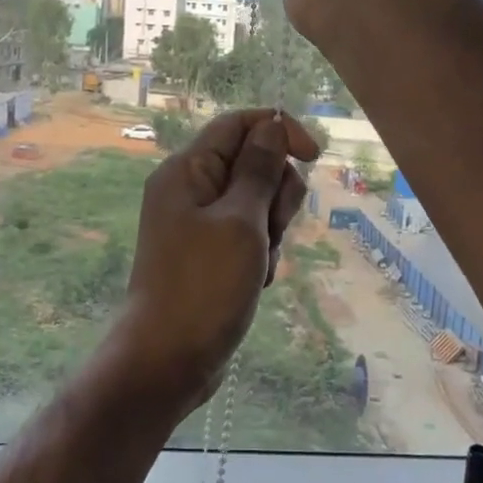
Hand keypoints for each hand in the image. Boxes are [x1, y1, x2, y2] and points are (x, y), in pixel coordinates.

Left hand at [111, 109, 320, 416]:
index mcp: (188, 170)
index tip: (314, 156)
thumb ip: (259, 169)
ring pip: (257, 202)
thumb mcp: (240, 222)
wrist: (168, 359)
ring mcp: (198, 224)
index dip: (279, 130)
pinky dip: (261, 252)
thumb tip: (273, 123)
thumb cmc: (204, 286)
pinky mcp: (208, 253)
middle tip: (270, 229)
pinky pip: (248, 235)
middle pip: (252, 163)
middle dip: (276, 193)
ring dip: (272, 229)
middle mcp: (190, 189)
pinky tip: (256, 280)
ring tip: (260, 263)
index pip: (238, 124)